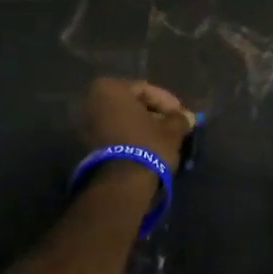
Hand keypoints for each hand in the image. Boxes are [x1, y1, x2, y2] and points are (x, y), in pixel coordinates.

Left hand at [80, 77, 194, 169]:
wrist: (121, 184)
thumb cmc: (147, 145)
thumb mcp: (171, 129)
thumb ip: (179, 118)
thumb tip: (186, 117)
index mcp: (110, 89)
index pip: (146, 90)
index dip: (168, 103)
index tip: (182, 116)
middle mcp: (92, 102)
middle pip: (132, 104)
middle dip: (154, 114)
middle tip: (173, 126)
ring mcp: (86, 124)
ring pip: (122, 120)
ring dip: (142, 127)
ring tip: (163, 139)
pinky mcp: (87, 146)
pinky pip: (114, 134)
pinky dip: (130, 137)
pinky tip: (147, 148)